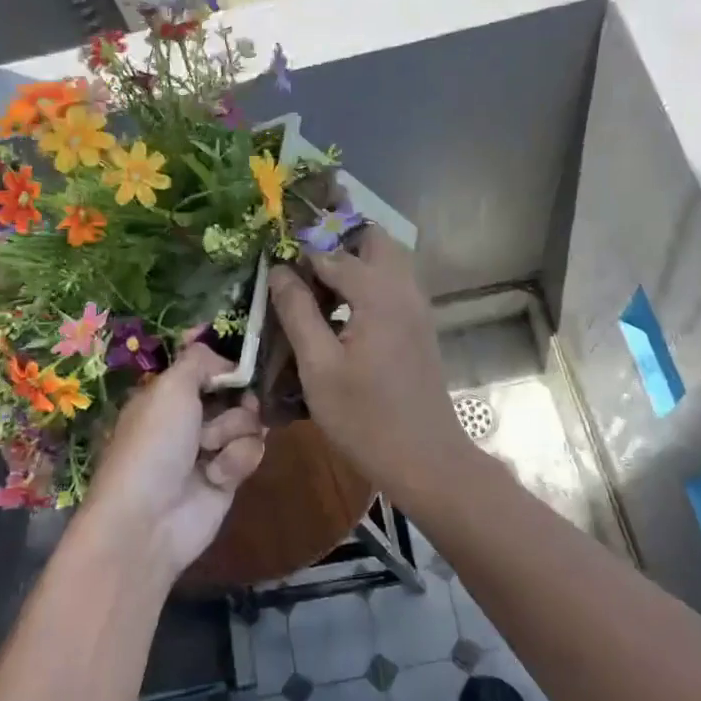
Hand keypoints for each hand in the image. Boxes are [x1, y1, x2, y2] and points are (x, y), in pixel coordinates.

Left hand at [83, 343, 266, 581]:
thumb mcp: (170, 387)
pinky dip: (237, 460)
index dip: (226, 364)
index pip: (207, 366)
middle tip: (233, 406)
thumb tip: (227, 361)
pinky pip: (252, 451)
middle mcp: (189, 416)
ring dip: (234, 432)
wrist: (149, 520)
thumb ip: (200, 360)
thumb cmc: (154, 444)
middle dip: (238, 399)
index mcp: (168, 393)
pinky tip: (217, 476)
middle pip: (237, 391)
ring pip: (249, 420)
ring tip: (210, 450)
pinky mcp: (229, 475)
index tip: (239, 365)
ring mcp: (210, 447)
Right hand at [267, 227, 472, 504]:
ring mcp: (417, 308)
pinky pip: (393, 285)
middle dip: (337, 241)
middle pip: (374, 240)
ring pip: (387, 261)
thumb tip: (280, 270)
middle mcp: (404, 289)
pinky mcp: (420, 327)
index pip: (334, 253)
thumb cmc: (365, 418)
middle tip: (301, 265)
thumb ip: (298, 312)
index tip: (274, 259)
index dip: (302, 253)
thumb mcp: (318, 367)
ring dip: (354, 261)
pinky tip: (341, 313)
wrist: (426, 459)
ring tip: (315, 287)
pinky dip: (368, 283)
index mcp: (379, 294)